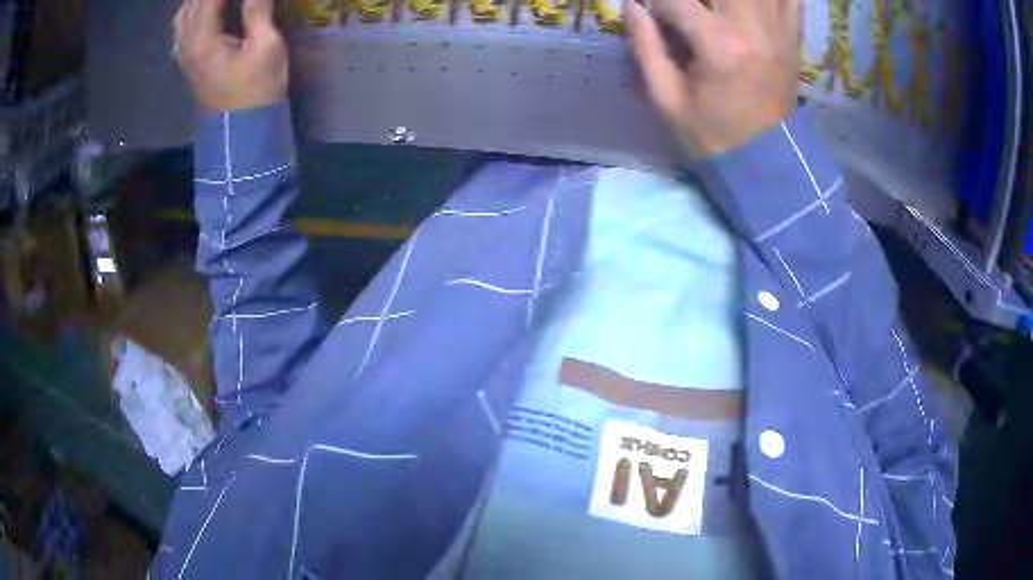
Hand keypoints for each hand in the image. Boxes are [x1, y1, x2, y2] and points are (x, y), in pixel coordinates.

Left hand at [174, 0, 288, 110]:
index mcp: (204, 39)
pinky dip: (190, 11)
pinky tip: (200, 8)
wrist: (242, 129)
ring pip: (183, 14)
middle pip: (193, 3)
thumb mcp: (266, 47)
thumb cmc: (257, 89)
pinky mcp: (189, 60)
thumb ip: (257, 11)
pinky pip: (181, 28)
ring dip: (198, 0)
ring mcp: (185, 54)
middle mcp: (187, 44)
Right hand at [625, 0, 800, 156]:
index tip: (654, 18)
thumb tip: (632, 6)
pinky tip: (753, 4)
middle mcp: (752, 28)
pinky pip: (791, 0)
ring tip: (717, 10)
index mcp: (718, 46)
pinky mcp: (793, 38)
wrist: (767, 161)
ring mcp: (778, 31)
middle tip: (688, 9)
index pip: (675, 0)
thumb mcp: (667, 100)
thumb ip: (646, 46)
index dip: (657, 4)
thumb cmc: (713, 134)